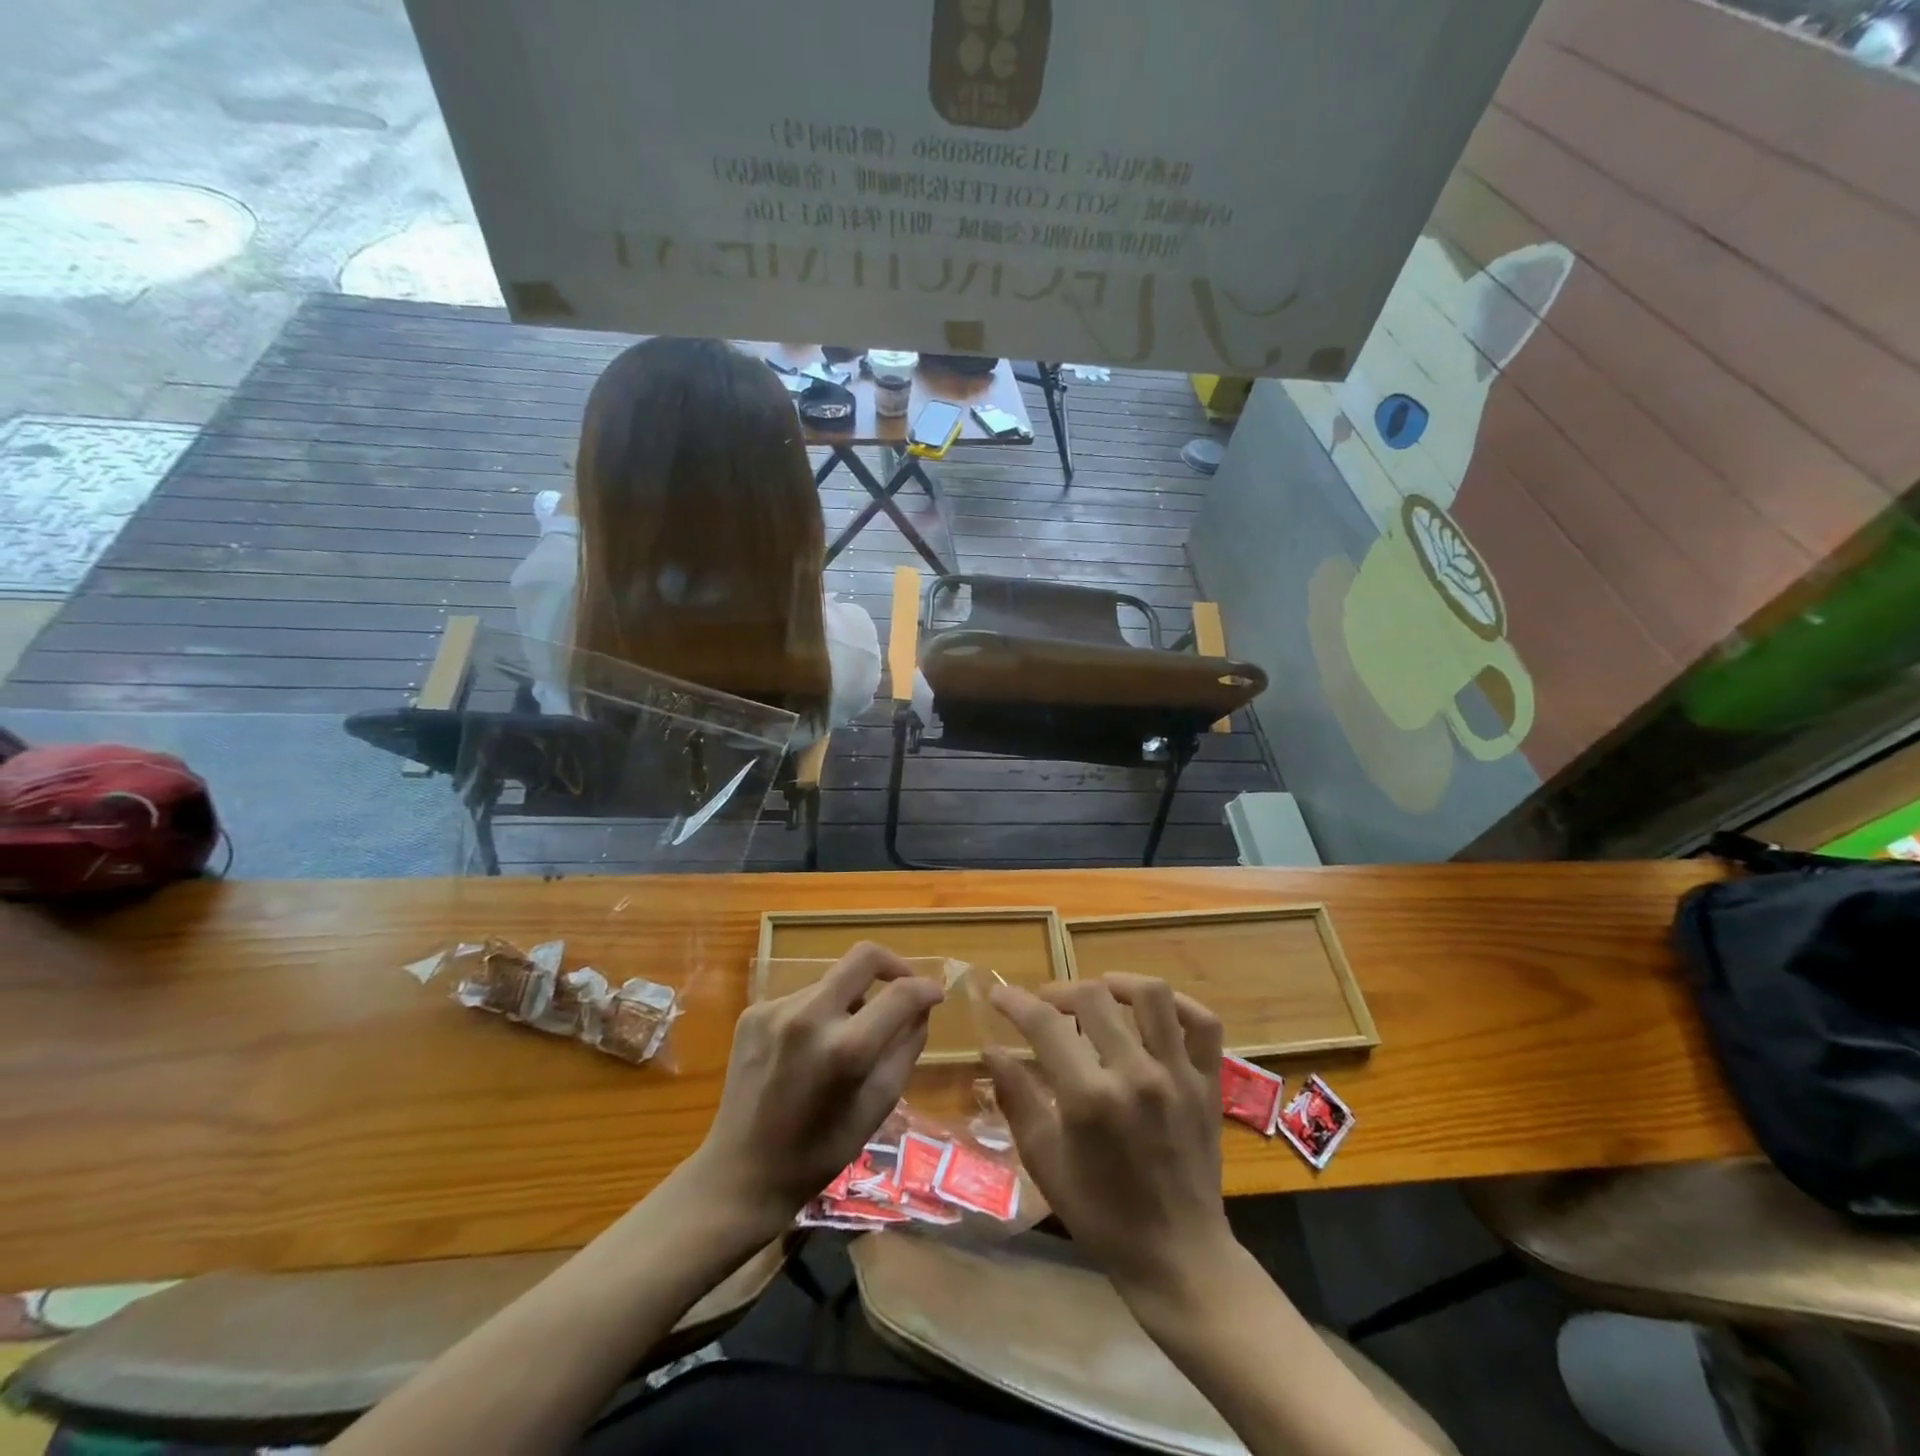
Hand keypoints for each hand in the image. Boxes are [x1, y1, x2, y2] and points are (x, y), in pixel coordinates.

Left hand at [691, 943, 942, 1232]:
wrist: (739, 1176)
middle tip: (903, 987)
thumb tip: (921, 1010)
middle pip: (863, 956)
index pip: (900, 993)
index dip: (926, 989)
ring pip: (832, 982)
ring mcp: (775, 1010)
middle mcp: (809, 1016)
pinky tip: (808, 1052)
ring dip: (850, 1000)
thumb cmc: (818, 1153)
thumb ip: (905, 1050)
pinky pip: (802, 998)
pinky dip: (818, 1014)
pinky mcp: (753, 1013)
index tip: (935, 995)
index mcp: (845, 1049)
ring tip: (846, 1040)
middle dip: (893, 965)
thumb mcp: (877, 1107)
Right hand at [985, 974, 1234, 1306]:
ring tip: (1098, 993)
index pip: (1045, 1025)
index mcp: (1090, 1098)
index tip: (999, 995)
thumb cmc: (1102, 1215)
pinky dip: (1181, 1004)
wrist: (1178, 1257)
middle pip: (1093, 998)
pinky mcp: (1209, 1083)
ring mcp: (1178, 1075)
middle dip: (1060, 991)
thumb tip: (992, 1050)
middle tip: (1046, 1005)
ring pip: (1152, 996)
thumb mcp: (1045, 1161)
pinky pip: (1204, 1024)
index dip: (1015, 1002)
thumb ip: (1016, 1098)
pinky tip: (1156, 1009)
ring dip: (1118, 984)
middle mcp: (1136, 1075)